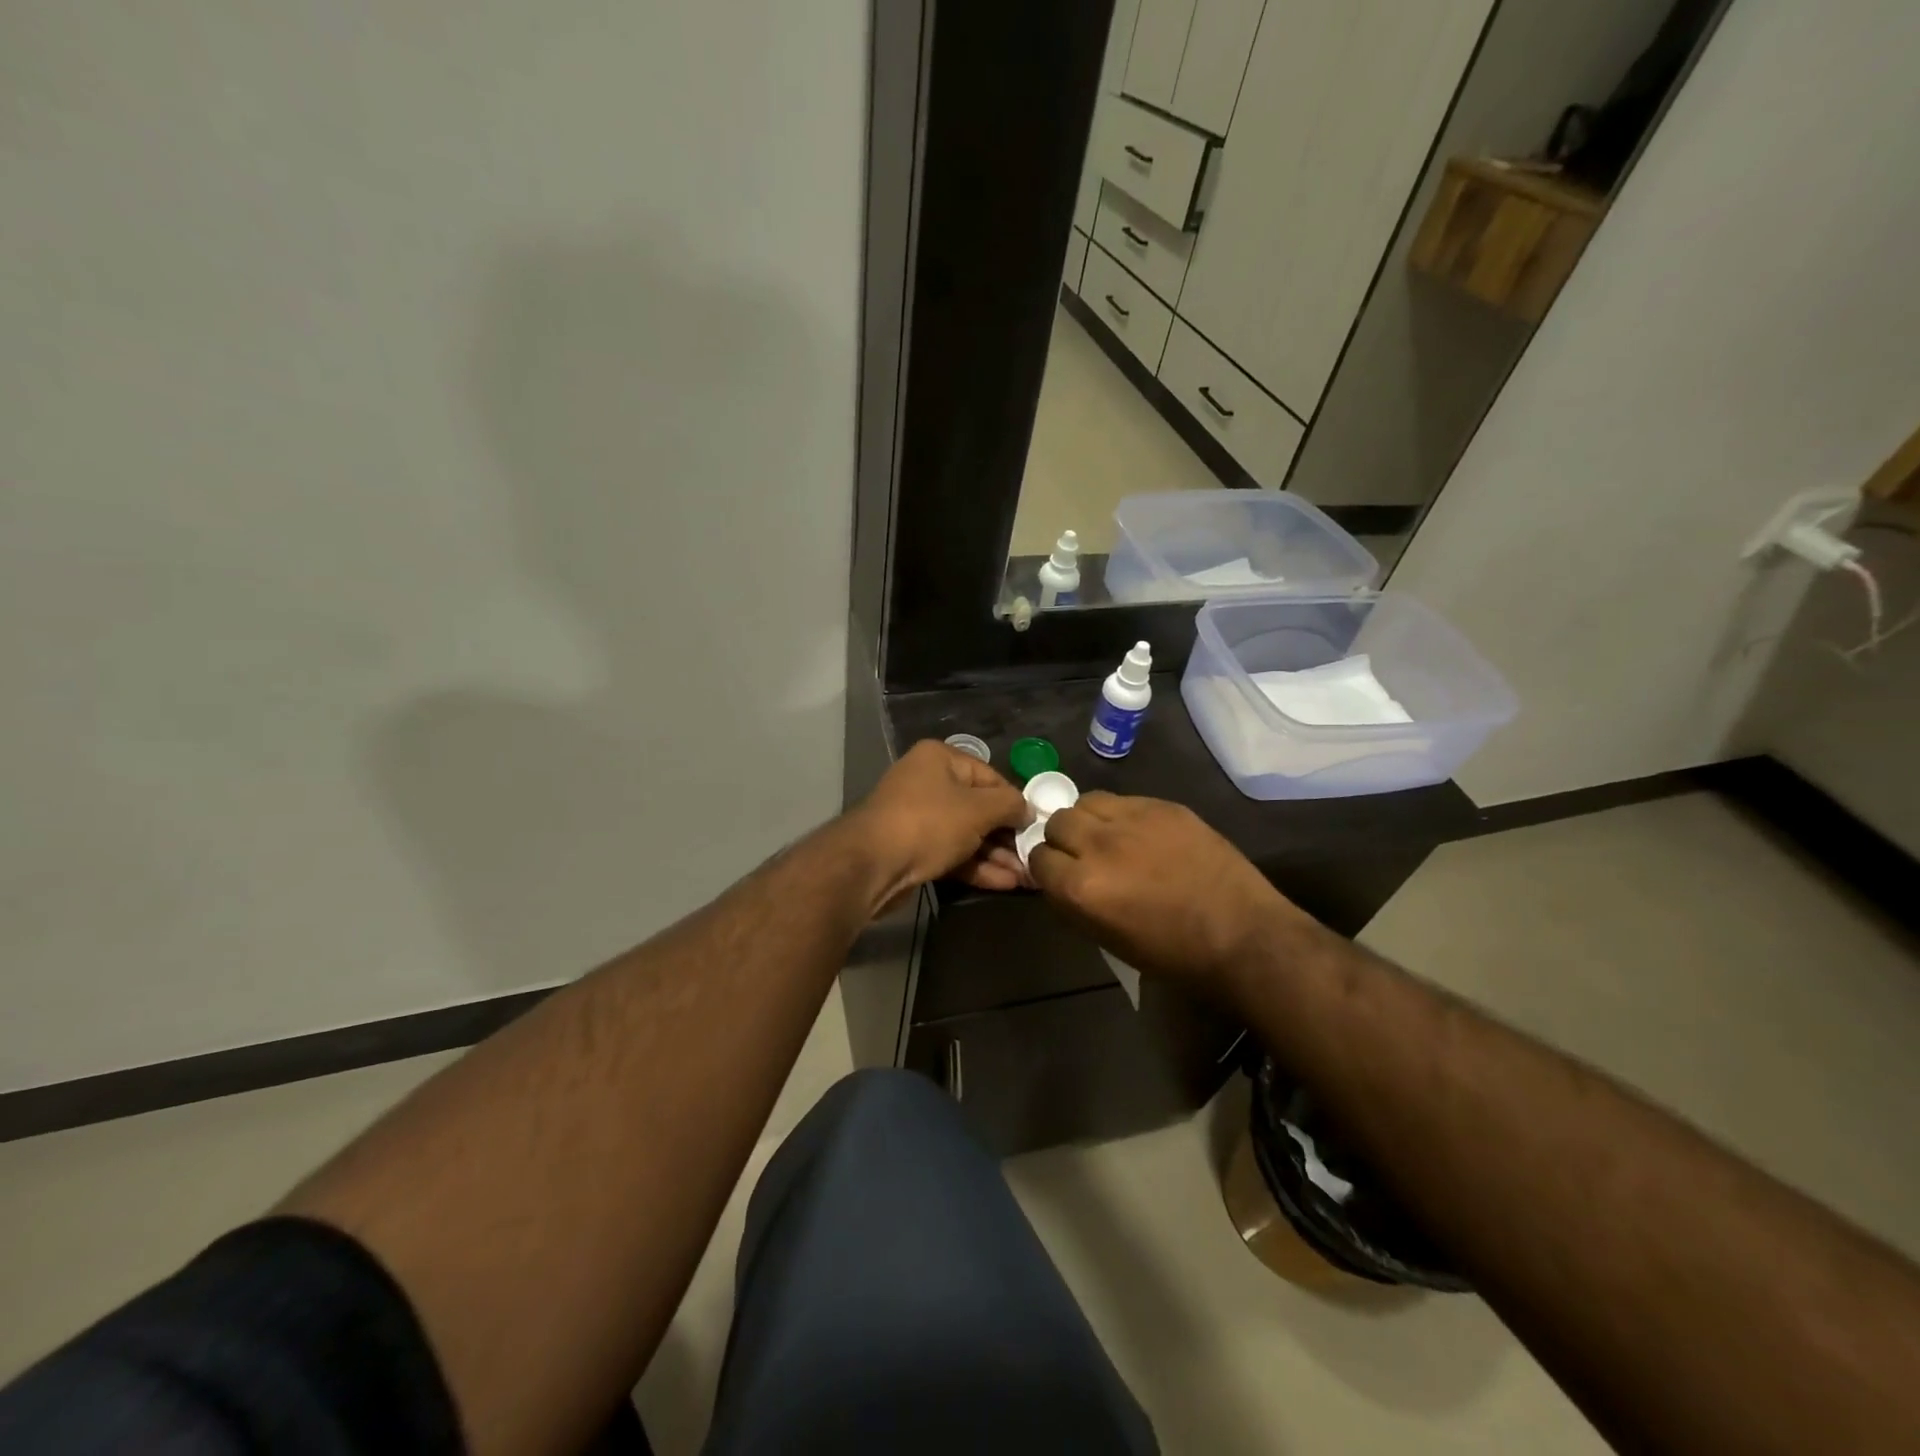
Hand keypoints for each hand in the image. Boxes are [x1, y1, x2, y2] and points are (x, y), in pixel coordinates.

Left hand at [847, 740, 1030, 911]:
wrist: (871, 865)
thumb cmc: (929, 823)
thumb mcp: (978, 809)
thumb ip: (1009, 805)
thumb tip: (1027, 810)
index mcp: (940, 759)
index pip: (990, 776)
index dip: (1015, 802)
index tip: (1036, 827)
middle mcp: (927, 782)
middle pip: (978, 807)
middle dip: (1006, 836)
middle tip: (1033, 858)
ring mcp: (918, 817)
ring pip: (966, 834)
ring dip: (996, 855)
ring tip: (1026, 877)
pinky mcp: (913, 849)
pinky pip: (952, 853)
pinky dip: (976, 866)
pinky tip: (1005, 883)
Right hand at [1027, 792, 1306, 994]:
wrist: (1243, 936)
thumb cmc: (1174, 955)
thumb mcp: (1108, 939)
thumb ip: (1074, 903)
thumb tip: (1059, 880)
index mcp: (1081, 887)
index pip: (1037, 858)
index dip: (1047, 868)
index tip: (1060, 875)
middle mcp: (1099, 846)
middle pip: (1058, 822)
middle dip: (1063, 838)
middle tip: (1083, 854)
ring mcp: (1133, 820)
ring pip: (1087, 801)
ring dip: (1089, 819)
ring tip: (1108, 836)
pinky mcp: (1164, 807)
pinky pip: (1125, 799)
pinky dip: (1123, 815)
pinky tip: (1142, 834)